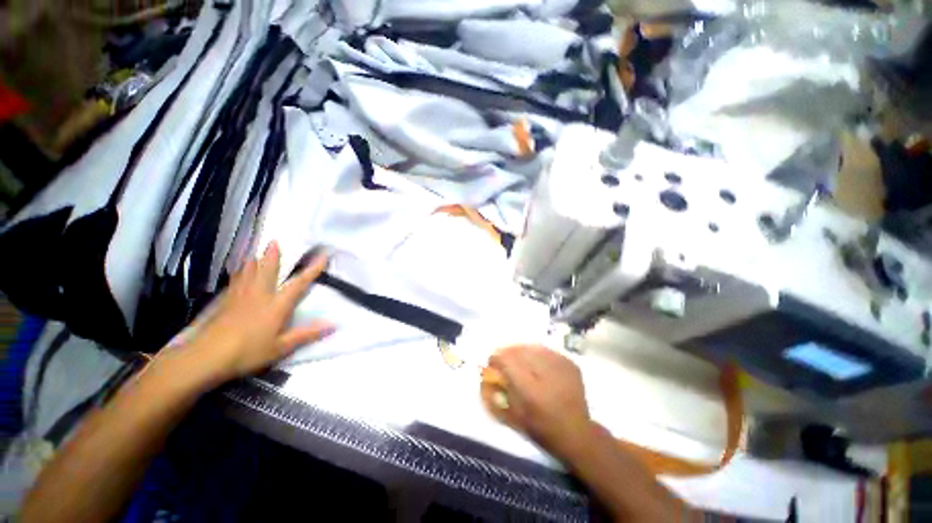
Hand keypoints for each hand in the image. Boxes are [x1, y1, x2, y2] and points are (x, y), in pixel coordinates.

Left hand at [181, 241, 334, 383]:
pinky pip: (235, 282)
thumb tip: (334, 325)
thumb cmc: (248, 352)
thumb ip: (307, 334)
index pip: (298, 284)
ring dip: (254, 261)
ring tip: (256, 252)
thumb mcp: (281, 347)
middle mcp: (259, 296)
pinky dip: (239, 273)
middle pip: (267, 271)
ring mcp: (239, 297)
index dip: (312, 270)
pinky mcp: (224, 303)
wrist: (205, 358)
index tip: (322, 256)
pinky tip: (238, 273)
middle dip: (272, 255)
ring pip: (248, 273)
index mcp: (276, 305)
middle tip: (274, 241)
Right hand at [485, 345, 592, 460]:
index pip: (507, 360)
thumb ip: (495, 395)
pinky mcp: (570, 363)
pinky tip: (535, 364)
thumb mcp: (513, 417)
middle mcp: (546, 373)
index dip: (496, 358)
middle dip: (507, 353)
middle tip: (504, 361)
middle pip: (519, 350)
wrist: (577, 433)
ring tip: (519, 361)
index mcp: (531, 390)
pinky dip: (536, 354)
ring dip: (521, 352)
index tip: (491, 363)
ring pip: (532, 347)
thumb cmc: (542, 429)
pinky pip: (546, 350)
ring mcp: (561, 365)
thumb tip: (485, 375)